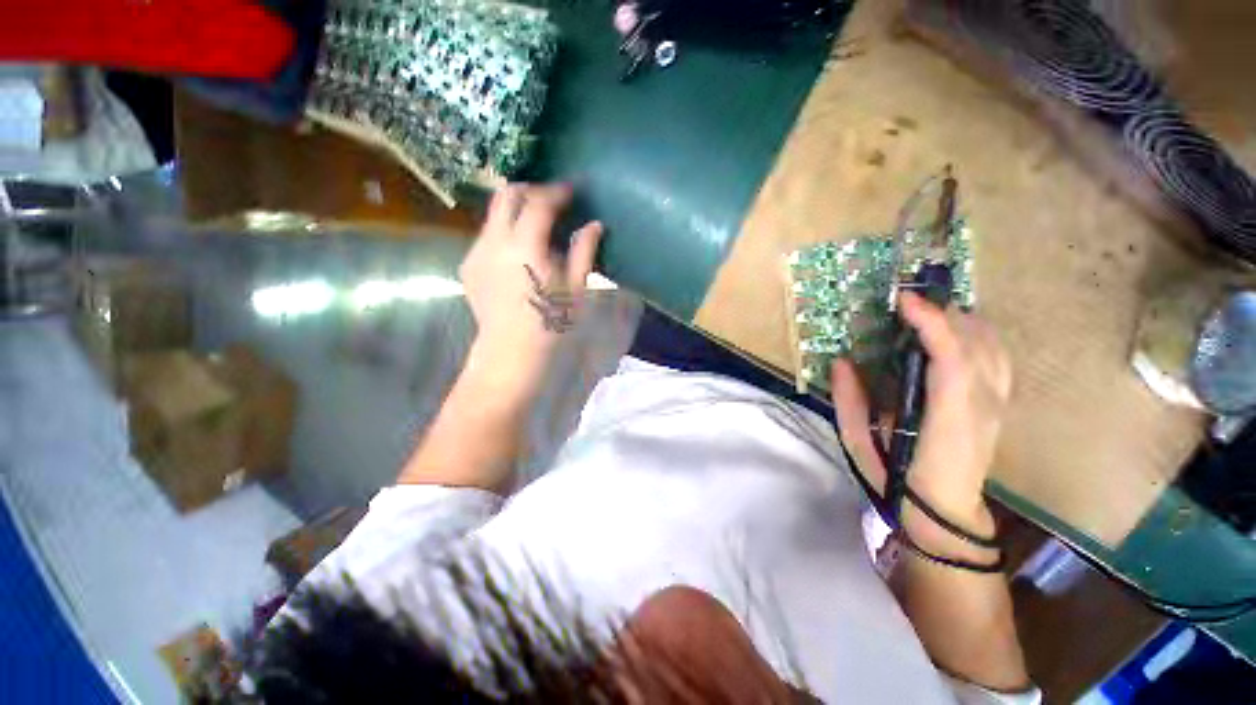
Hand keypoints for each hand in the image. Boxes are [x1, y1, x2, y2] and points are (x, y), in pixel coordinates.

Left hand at [459, 183, 602, 388]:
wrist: (512, 352)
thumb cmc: (551, 323)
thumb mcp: (575, 288)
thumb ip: (584, 251)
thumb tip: (594, 225)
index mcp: (525, 246)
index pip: (538, 202)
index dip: (557, 191)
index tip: (572, 190)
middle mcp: (494, 241)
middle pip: (506, 196)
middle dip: (531, 191)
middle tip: (552, 201)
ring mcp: (476, 253)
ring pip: (494, 214)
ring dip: (517, 211)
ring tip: (538, 227)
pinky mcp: (468, 266)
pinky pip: (487, 235)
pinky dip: (506, 231)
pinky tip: (520, 252)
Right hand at [830, 292, 1011, 527]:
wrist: (944, 511)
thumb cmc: (896, 477)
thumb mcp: (858, 442)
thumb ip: (848, 401)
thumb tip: (841, 362)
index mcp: (946, 418)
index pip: (950, 359)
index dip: (931, 323)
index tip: (904, 300)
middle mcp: (981, 406)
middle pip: (977, 344)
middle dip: (945, 314)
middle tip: (908, 303)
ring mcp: (997, 404)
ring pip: (994, 347)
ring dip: (963, 320)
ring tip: (930, 311)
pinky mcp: (999, 404)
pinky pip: (999, 359)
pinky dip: (981, 336)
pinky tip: (960, 330)